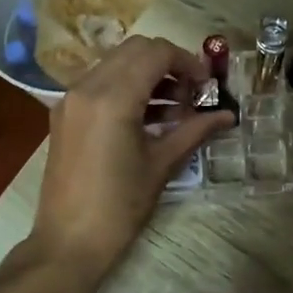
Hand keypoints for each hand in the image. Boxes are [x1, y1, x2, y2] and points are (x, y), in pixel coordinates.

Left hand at [32, 37, 232, 274]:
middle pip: (135, 50)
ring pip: (116, 63)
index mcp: (113, 97)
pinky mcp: (64, 114)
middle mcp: (87, 87)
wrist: (69, 242)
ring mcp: (71, 99)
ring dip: (147, 74)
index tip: (207, 86)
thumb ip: (194, 131)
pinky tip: (148, 117)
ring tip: (174, 109)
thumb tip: (228, 116)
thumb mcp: (162, 165)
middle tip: (191, 93)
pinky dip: (126, 87)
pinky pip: (100, 83)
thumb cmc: (120, 206)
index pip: (156, 53)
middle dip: (168, 63)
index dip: (188, 62)